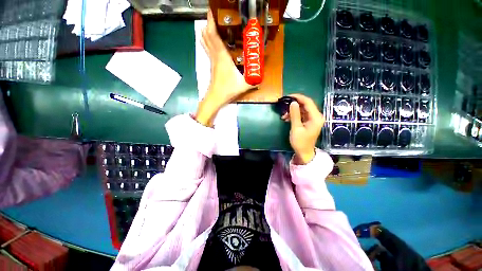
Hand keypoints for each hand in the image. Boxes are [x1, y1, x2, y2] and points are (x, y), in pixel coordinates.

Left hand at [196, 10, 253, 126]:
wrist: (216, 97)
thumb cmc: (228, 90)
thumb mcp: (244, 85)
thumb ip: (254, 80)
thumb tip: (262, 76)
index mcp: (222, 57)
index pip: (214, 35)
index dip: (211, 22)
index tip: (211, 10)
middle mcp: (215, 56)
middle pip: (208, 36)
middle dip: (208, 23)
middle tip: (213, 14)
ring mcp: (212, 61)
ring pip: (206, 42)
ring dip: (206, 31)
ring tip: (210, 23)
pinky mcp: (211, 65)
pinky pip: (208, 49)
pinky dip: (208, 41)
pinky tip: (211, 40)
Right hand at [281, 94, 324, 164]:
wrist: (304, 152)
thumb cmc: (300, 142)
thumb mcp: (296, 128)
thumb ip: (295, 114)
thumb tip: (292, 102)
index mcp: (316, 117)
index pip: (308, 102)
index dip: (298, 97)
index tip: (288, 96)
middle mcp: (317, 116)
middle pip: (306, 105)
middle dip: (294, 104)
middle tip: (284, 105)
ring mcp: (313, 119)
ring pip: (303, 109)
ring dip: (293, 111)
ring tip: (284, 115)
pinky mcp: (309, 122)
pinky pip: (302, 114)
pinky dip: (294, 115)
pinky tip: (287, 118)